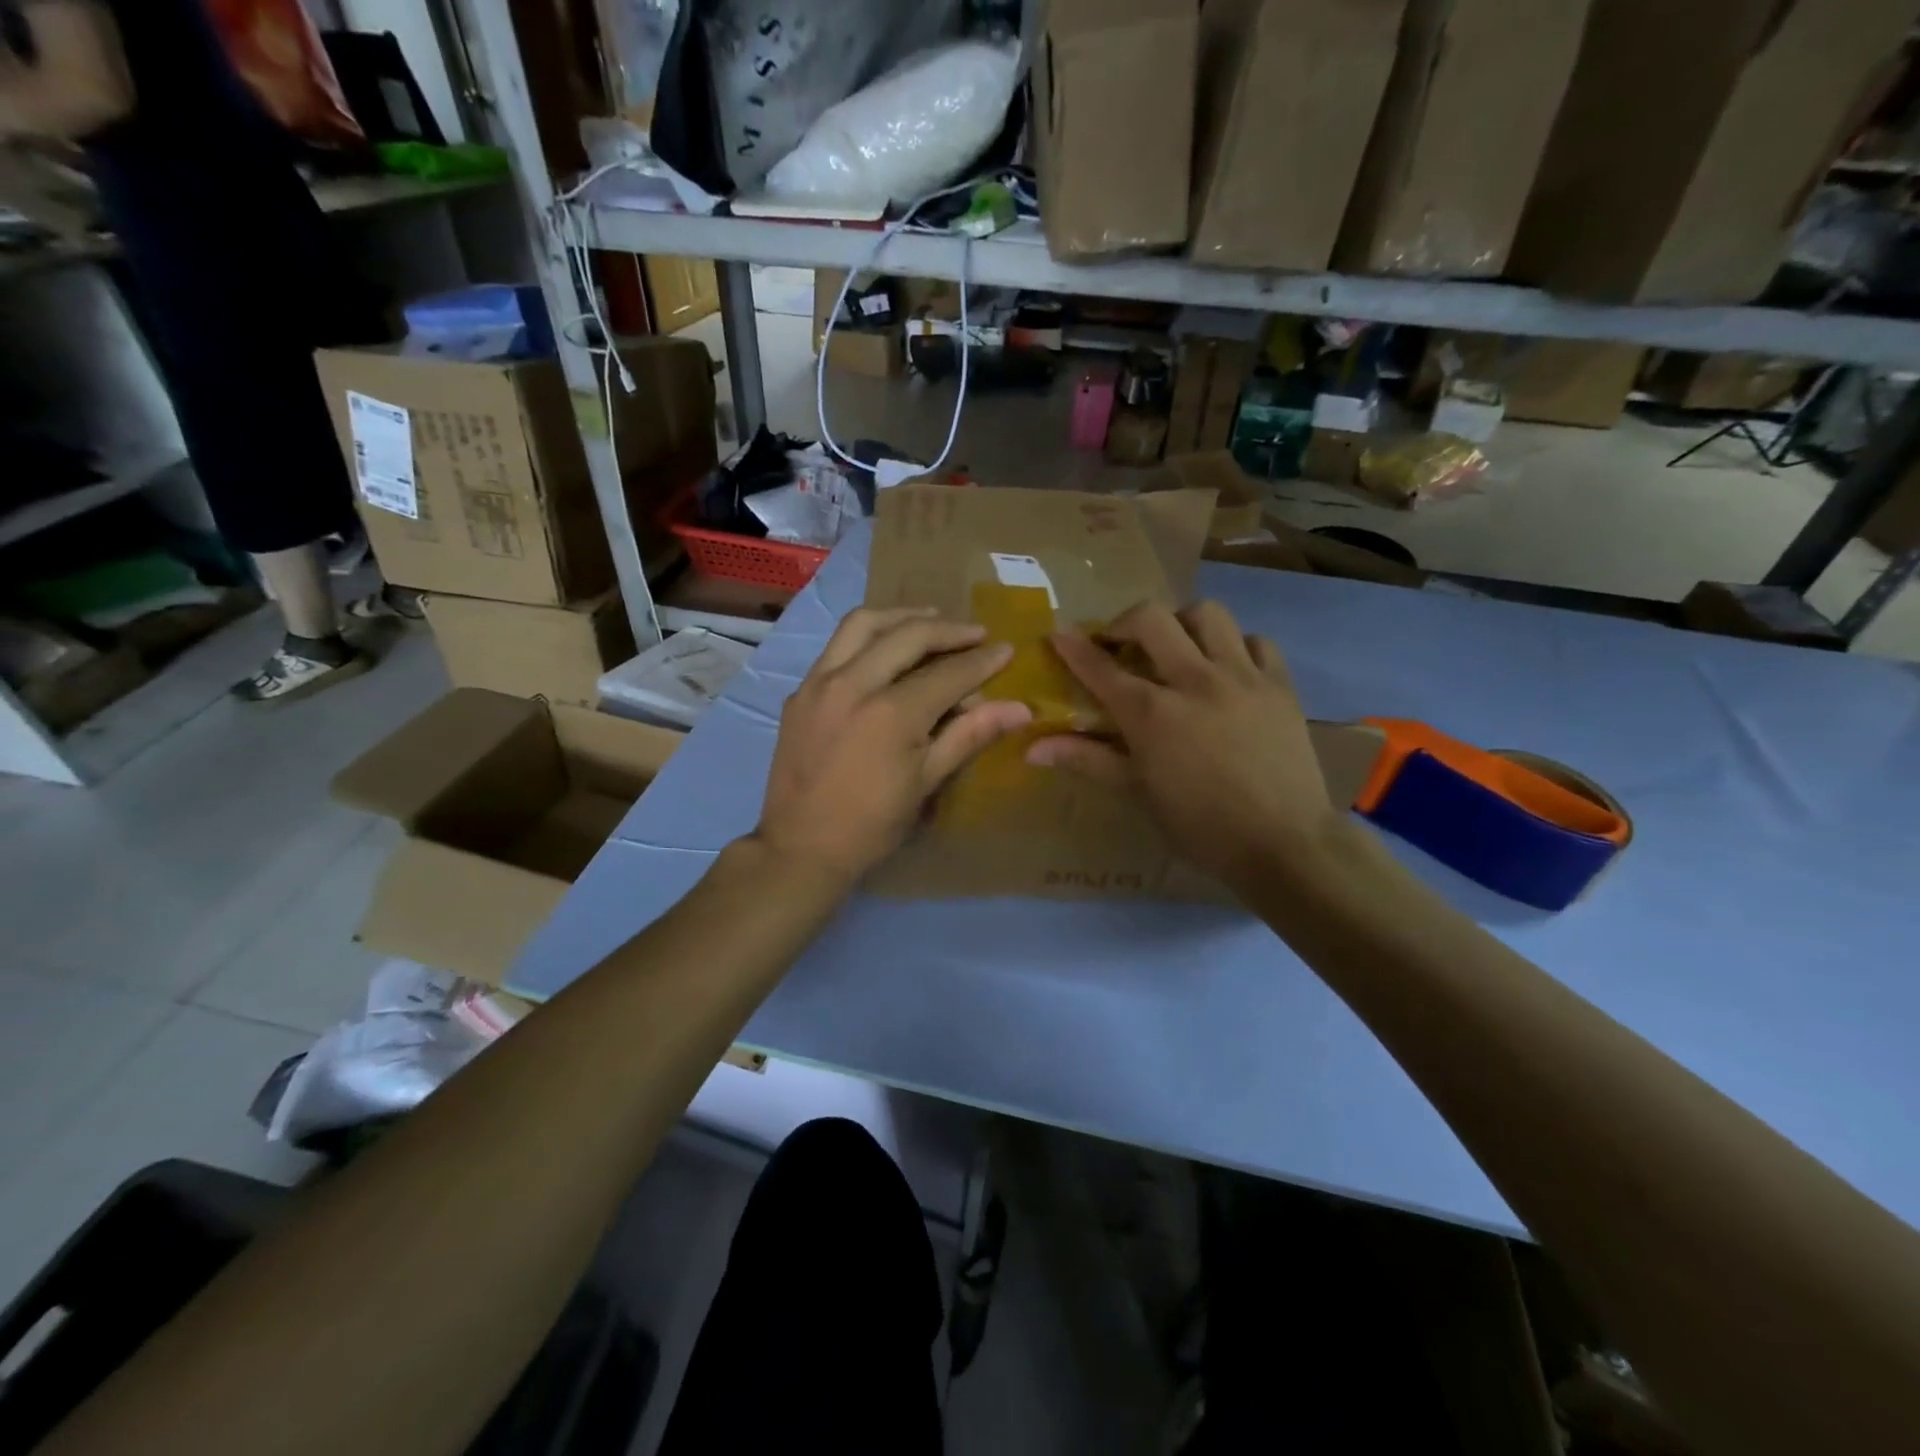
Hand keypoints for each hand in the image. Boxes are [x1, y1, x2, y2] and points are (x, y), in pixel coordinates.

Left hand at [755, 607, 1032, 885]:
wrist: (801, 847)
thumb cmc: (872, 824)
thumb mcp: (927, 782)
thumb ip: (970, 735)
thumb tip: (1019, 709)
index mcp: (891, 712)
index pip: (948, 673)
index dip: (982, 661)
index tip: (1006, 649)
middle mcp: (853, 684)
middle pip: (907, 635)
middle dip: (947, 630)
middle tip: (975, 633)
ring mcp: (819, 683)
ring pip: (862, 624)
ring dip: (901, 616)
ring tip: (929, 619)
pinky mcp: (800, 691)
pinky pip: (836, 646)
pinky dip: (867, 636)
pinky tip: (884, 648)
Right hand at [1028, 601, 1343, 892]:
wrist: (1284, 844)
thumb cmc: (1201, 826)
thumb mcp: (1138, 794)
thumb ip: (1088, 760)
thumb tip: (1032, 749)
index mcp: (1152, 713)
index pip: (1101, 668)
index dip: (1074, 648)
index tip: (1058, 635)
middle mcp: (1194, 681)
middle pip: (1152, 619)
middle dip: (1125, 621)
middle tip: (1120, 644)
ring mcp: (1242, 677)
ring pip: (1208, 614)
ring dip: (1182, 623)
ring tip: (1177, 647)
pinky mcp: (1280, 684)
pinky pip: (1256, 641)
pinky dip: (1235, 646)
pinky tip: (1227, 669)